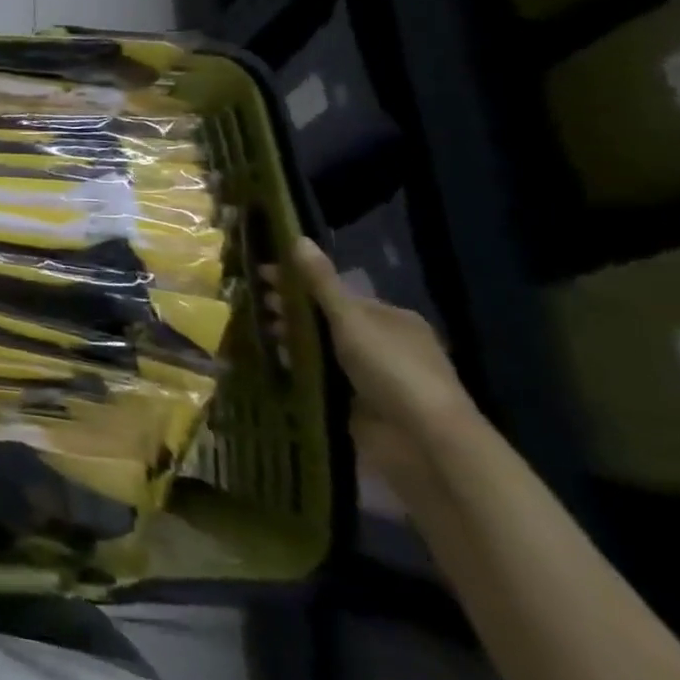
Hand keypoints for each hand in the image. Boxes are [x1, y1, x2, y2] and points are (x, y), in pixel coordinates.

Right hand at [263, 238, 478, 489]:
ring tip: (259, 333)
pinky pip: (321, 376)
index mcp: (391, 318)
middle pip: (328, 319)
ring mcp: (372, 376)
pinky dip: (299, 368)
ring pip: (322, 348)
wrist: (423, 442)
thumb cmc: (391, 369)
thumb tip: (297, 237)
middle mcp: (384, 344)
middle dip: (292, 310)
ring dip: (292, 339)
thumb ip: (321, 282)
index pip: (337, 293)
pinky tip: (274, 361)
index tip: (262, 277)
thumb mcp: (351, 318)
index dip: (299, 282)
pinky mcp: (359, 404)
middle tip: (256, 305)